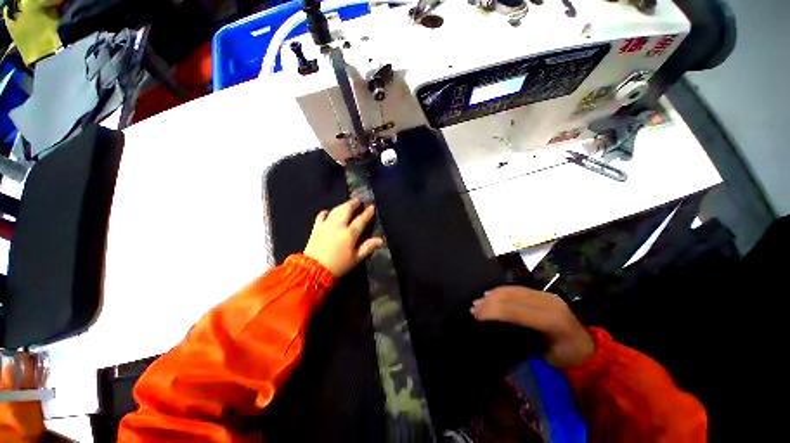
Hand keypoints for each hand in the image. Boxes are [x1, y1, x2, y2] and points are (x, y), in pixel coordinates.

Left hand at [304, 199, 383, 277]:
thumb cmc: (338, 265)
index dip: (367, 213)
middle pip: (347, 210)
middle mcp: (338, 226)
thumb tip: (380, 240)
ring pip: (335, 211)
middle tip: (358, 200)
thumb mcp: (356, 259)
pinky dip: (326, 213)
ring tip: (347, 204)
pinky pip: (321, 216)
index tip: (371, 207)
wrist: (313, 270)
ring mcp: (326, 225)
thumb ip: (368, 247)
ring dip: (342, 205)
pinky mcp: (316, 228)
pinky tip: (328, 212)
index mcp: (350, 234)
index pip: (361, 220)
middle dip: (353, 203)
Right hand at [470, 286, 593, 367]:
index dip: (492, 311)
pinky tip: (491, 294)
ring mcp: (547, 295)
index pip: (514, 311)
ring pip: (513, 289)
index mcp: (551, 320)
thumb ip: (522, 343)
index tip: (475, 315)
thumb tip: (494, 332)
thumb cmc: (567, 359)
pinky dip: (501, 291)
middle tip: (473, 308)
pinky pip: (518, 288)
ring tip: (478, 301)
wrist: (589, 349)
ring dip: (492, 294)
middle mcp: (549, 302)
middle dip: (489, 302)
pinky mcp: (544, 293)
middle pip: (511, 297)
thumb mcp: (545, 358)